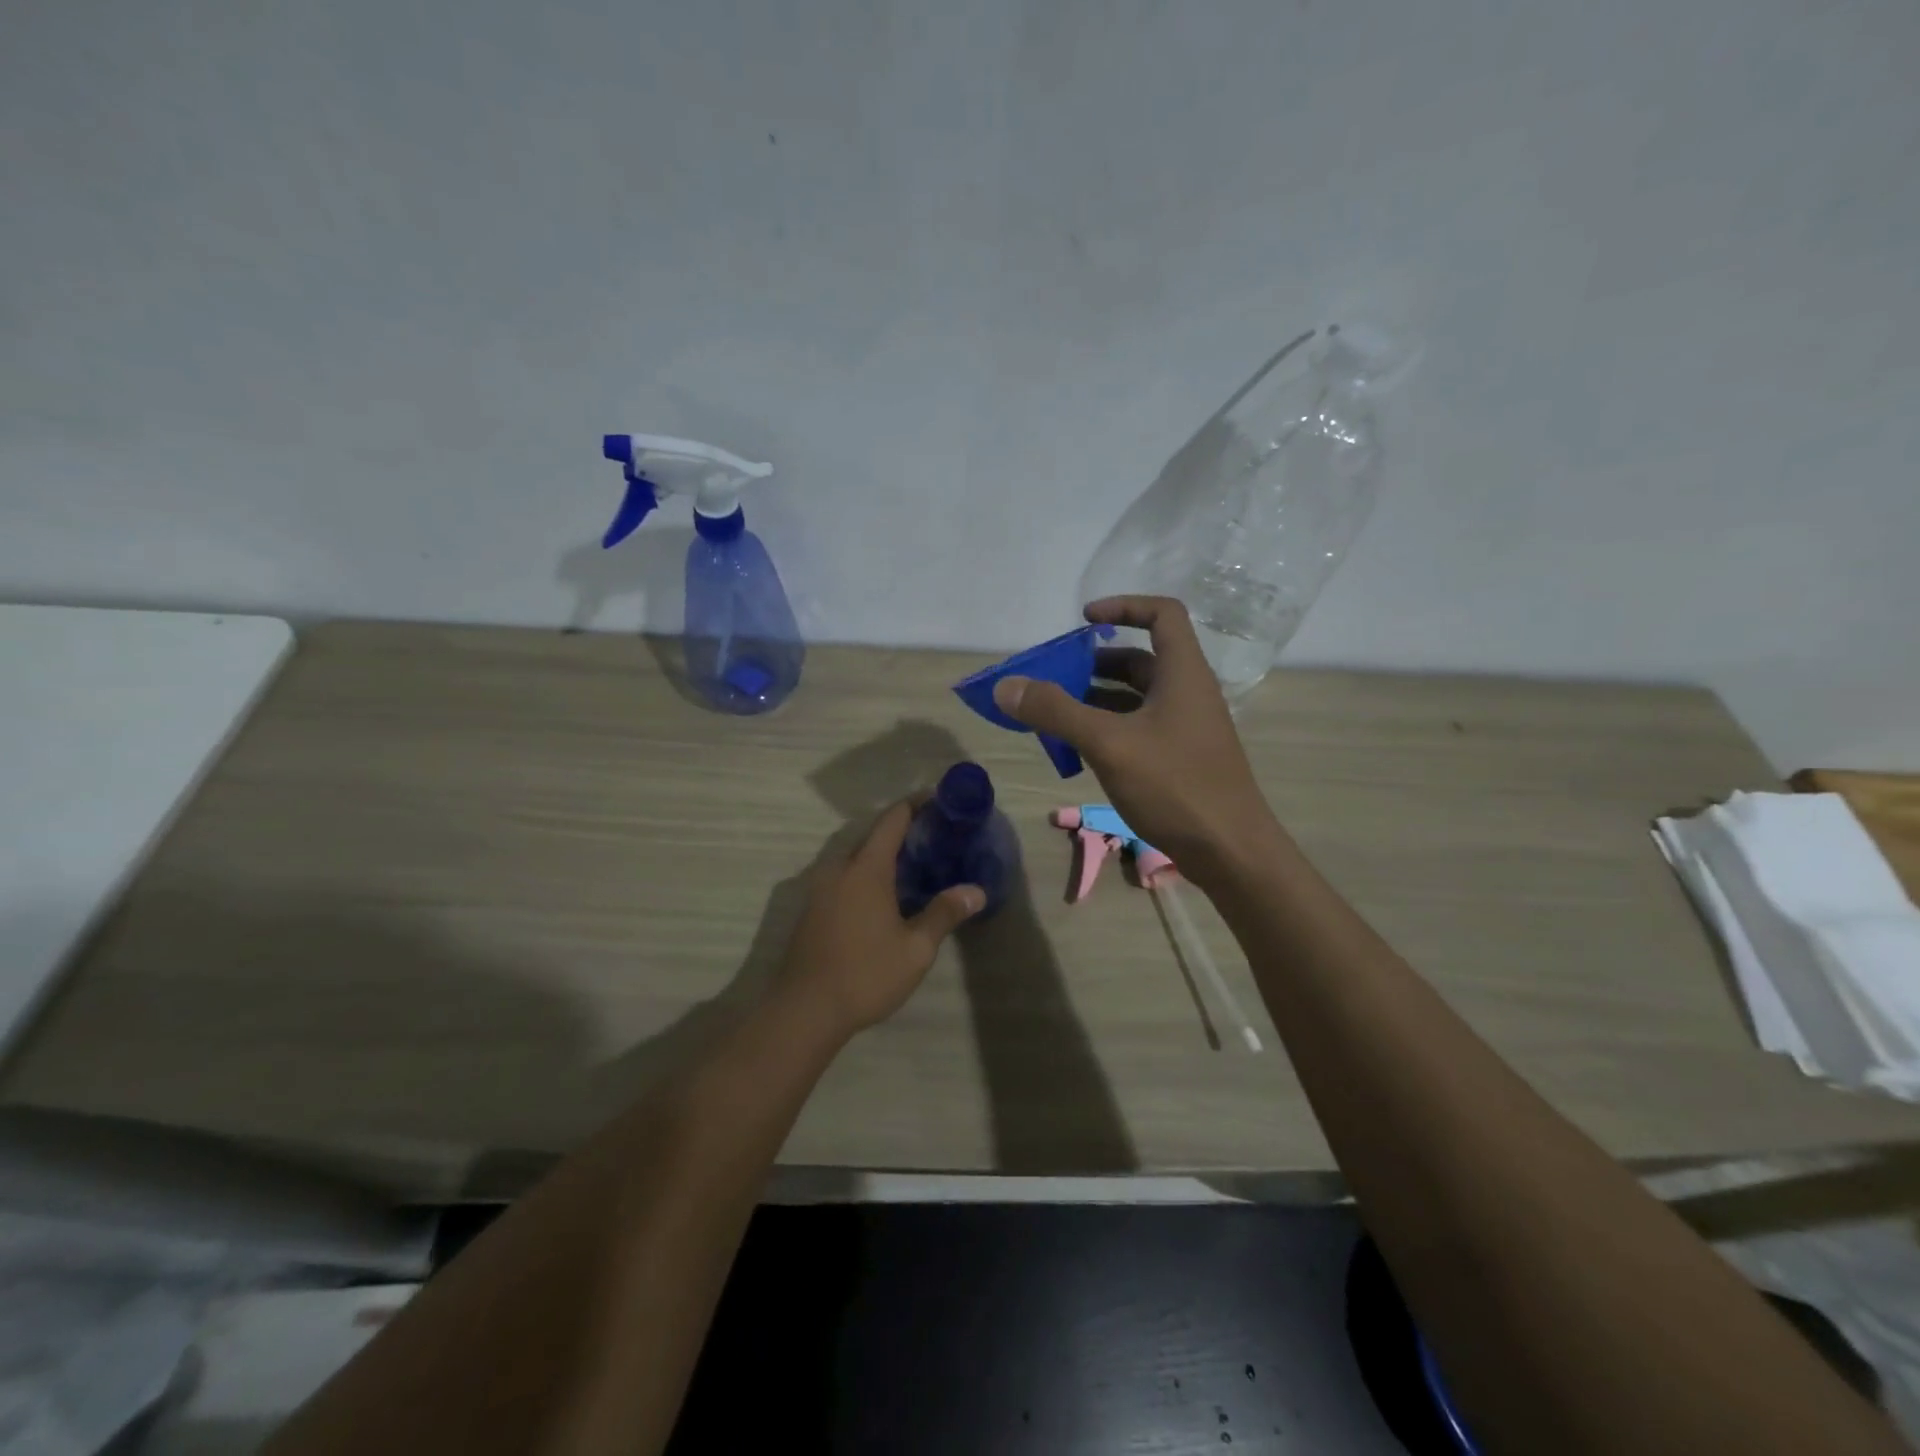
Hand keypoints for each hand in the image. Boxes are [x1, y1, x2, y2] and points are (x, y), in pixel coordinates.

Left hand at [773, 799, 983, 1035]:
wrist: (804, 1010)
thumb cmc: (865, 974)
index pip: (892, 820)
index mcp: (866, 868)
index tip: (937, 799)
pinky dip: (865, 873)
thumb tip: (976, 890)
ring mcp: (819, 888)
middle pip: (872, 836)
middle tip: (933, 837)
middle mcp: (839, 868)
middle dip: (901, 830)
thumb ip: (944, 914)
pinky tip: (882, 896)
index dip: (915, 805)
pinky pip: (842, 876)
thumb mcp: (915, 949)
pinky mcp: (811, 909)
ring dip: (881, 854)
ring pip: (854, 857)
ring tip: (912, 865)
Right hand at [992, 595, 1282, 886]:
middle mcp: (1188, 693)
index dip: (1124, 606)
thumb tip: (1006, 686)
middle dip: (1096, 662)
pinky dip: (1109, 728)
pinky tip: (1080, 750)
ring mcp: (1187, 728)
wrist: (1232, 853)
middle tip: (1055, 675)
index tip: (1084, 620)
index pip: (1163, 614)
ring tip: (1055, 713)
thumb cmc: (1176, 786)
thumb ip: (1056, 712)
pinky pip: (1140, 728)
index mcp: (1183, 674)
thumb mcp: (1109, 744)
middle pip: (1142, 659)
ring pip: (1137, 698)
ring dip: (1097, 698)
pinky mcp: (1182, 759)